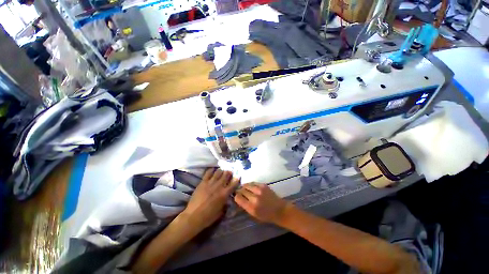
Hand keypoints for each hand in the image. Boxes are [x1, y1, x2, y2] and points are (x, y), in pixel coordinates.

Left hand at [182, 168, 238, 231]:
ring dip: (221, 171)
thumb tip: (228, 199)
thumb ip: (225, 203)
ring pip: (218, 172)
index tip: (238, 176)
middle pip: (226, 174)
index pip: (233, 183)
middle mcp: (219, 186)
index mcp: (224, 194)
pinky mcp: (203, 182)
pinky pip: (208, 173)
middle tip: (229, 172)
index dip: (237, 179)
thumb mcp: (221, 212)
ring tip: (221, 171)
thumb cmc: (208, 216)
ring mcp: (210, 183)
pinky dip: (211, 170)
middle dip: (229, 172)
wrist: (193, 216)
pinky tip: (213, 170)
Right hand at [234, 183, 291, 223]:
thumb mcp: (254, 215)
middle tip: (239, 192)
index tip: (236, 196)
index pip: (238, 198)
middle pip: (242, 190)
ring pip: (247, 185)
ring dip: (244, 186)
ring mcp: (259, 190)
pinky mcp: (263, 185)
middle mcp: (255, 197)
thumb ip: (245, 206)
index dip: (236, 196)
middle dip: (239, 191)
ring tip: (244, 188)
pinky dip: (250, 184)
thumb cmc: (266, 215)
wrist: (279, 209)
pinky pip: (253, 183)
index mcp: (251, 207)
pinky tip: (250, 187)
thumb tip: (237, 198)